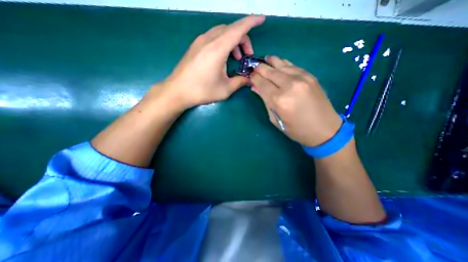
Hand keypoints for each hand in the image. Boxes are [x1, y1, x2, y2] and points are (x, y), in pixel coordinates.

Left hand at [157, 15, 264, 109]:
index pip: (238, 29)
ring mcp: (200, 41)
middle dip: (243, 38)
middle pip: (231, 29)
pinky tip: (224, 57)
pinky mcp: (195, 46)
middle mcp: (208, 40)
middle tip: (247, 55)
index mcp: (217, 49)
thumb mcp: (225, 89)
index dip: (251, 22)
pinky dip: (223, 43)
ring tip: (237, 57)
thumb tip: (249, 79)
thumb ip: (240, 82)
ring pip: (222, 32)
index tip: (262, 19)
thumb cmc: (202, 91)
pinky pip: (214, 37)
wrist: (177, 91)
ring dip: (233, 41)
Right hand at [251, 55, 342, 147]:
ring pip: (282, 65)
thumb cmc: (296, 130)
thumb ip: (265, 102)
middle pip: (270, 72)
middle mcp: (289, 86)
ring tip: (265, 59)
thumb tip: (256, 88)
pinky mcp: (310, 77)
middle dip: (260, 68)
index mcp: (279, 100)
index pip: (262, 83)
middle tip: (254, 66)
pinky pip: (293, 66)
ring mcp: (302, 79)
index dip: (254, 78)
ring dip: (271, 62)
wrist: (324, 129)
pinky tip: (279, 63)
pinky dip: (284, 63)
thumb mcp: (276, 120)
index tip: (250, 76)